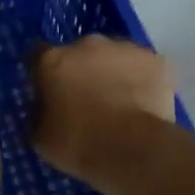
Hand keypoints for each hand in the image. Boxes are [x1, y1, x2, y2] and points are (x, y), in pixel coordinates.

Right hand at [30, 36, 175, 192]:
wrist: (133, 150)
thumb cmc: (78, 144)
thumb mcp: (40, 137)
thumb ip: (38, 112)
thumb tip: (43, 106)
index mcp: (53, 60)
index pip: (37, 54)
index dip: (42, 72)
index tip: (48, 91)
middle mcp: (87, 44)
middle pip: (79, 52)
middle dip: (81, 71)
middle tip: (87, 100)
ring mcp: (125, 49)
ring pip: (114, 56)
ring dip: (112, 73)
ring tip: (119, 103)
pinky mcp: (156, 61)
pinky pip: (144, 67)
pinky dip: (142, 81)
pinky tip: (143, 104)